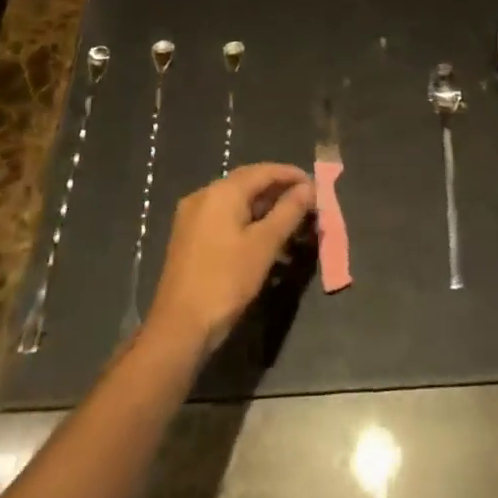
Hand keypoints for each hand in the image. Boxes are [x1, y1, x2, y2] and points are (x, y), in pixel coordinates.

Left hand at [147, 163, 314, 353]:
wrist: (179, 327)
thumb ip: (289, 211)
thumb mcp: (264, 244)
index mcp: (221, 192)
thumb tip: (309, 188)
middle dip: (280, 192)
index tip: (317, 187)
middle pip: (249, 184)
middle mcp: (203, 196)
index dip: (292, 176)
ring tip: (292, 224)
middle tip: (308, 204)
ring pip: (237, 203)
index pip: (264, 171)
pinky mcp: (190, 238)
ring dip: (266, 209)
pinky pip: (225, 218)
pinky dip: (248, 222)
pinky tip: (266, 240)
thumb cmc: (226, 280)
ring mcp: (193, 217)